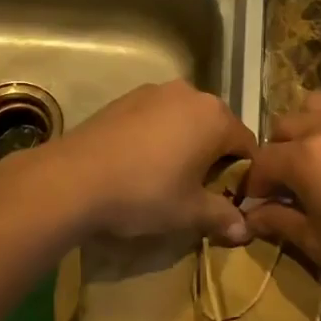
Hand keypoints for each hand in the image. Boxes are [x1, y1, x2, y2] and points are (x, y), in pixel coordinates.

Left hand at [34, 80, 257, 243]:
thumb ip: (221, 216)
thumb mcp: (189, 212)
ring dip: (185, 144)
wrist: (73, 178)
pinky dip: (158, 136)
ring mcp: (154, 91)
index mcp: (215, 116)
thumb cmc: (144, 192)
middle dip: (214, 157)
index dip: (244, 175)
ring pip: (184, 120)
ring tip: (168, 177)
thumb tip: (244, 229)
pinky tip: (140, 163)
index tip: (231, 200)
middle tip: (200, 190)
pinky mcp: (125, 98)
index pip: (247, 145)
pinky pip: (156, 117)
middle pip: (216, 128)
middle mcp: (190, 93)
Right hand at [243, 94, 320, 297]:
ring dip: (310, 127)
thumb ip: (279, 222)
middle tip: (292, 180)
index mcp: (307, 156)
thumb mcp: (320, 244)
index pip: (263, 160)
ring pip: (320, 105)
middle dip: (279, 151)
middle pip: (286, 124)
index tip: (262, 202)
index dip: (256, 183)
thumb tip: (252, 215)